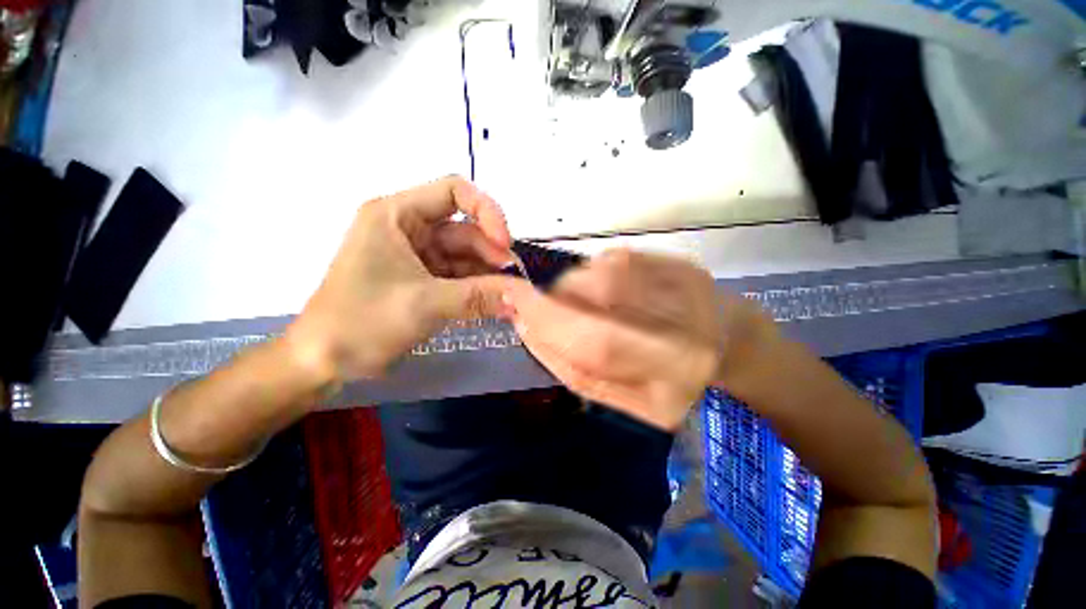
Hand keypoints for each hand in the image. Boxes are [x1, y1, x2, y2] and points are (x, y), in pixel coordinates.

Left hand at [285, 176, 513, 380]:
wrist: (323, 362)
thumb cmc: (362, 322)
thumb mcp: (425, 304)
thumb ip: (479, 297)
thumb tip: (522, 296)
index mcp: (397, 215)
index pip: (453, 192)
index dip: (486, 211)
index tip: (505, 243)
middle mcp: (408, 229)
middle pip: (464, 230)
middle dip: (492, 253)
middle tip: (515, 282)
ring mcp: (417, 256)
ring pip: (465, 256)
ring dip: (488, 274)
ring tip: (510, 296)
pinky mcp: (423, 279)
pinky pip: (458, 276)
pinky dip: (477, 288)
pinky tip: (495, 303)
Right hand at [500, 249, 777, 430]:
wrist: (726, 341)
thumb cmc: (672, 379)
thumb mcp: (622, 398)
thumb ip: (573, 370)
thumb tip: (528, 327)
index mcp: (671, 377)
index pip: (595, 343)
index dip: (547, 321)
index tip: (515, 307)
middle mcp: (682, 327)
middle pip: (594, 297)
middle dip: (552, 298)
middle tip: (536, 301)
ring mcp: (682, 286)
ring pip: (601, 273)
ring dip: (572, 287)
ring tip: (584, 305)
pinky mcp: (678, 262)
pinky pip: (613, 261)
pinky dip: (593, 274)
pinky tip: (607, 291)